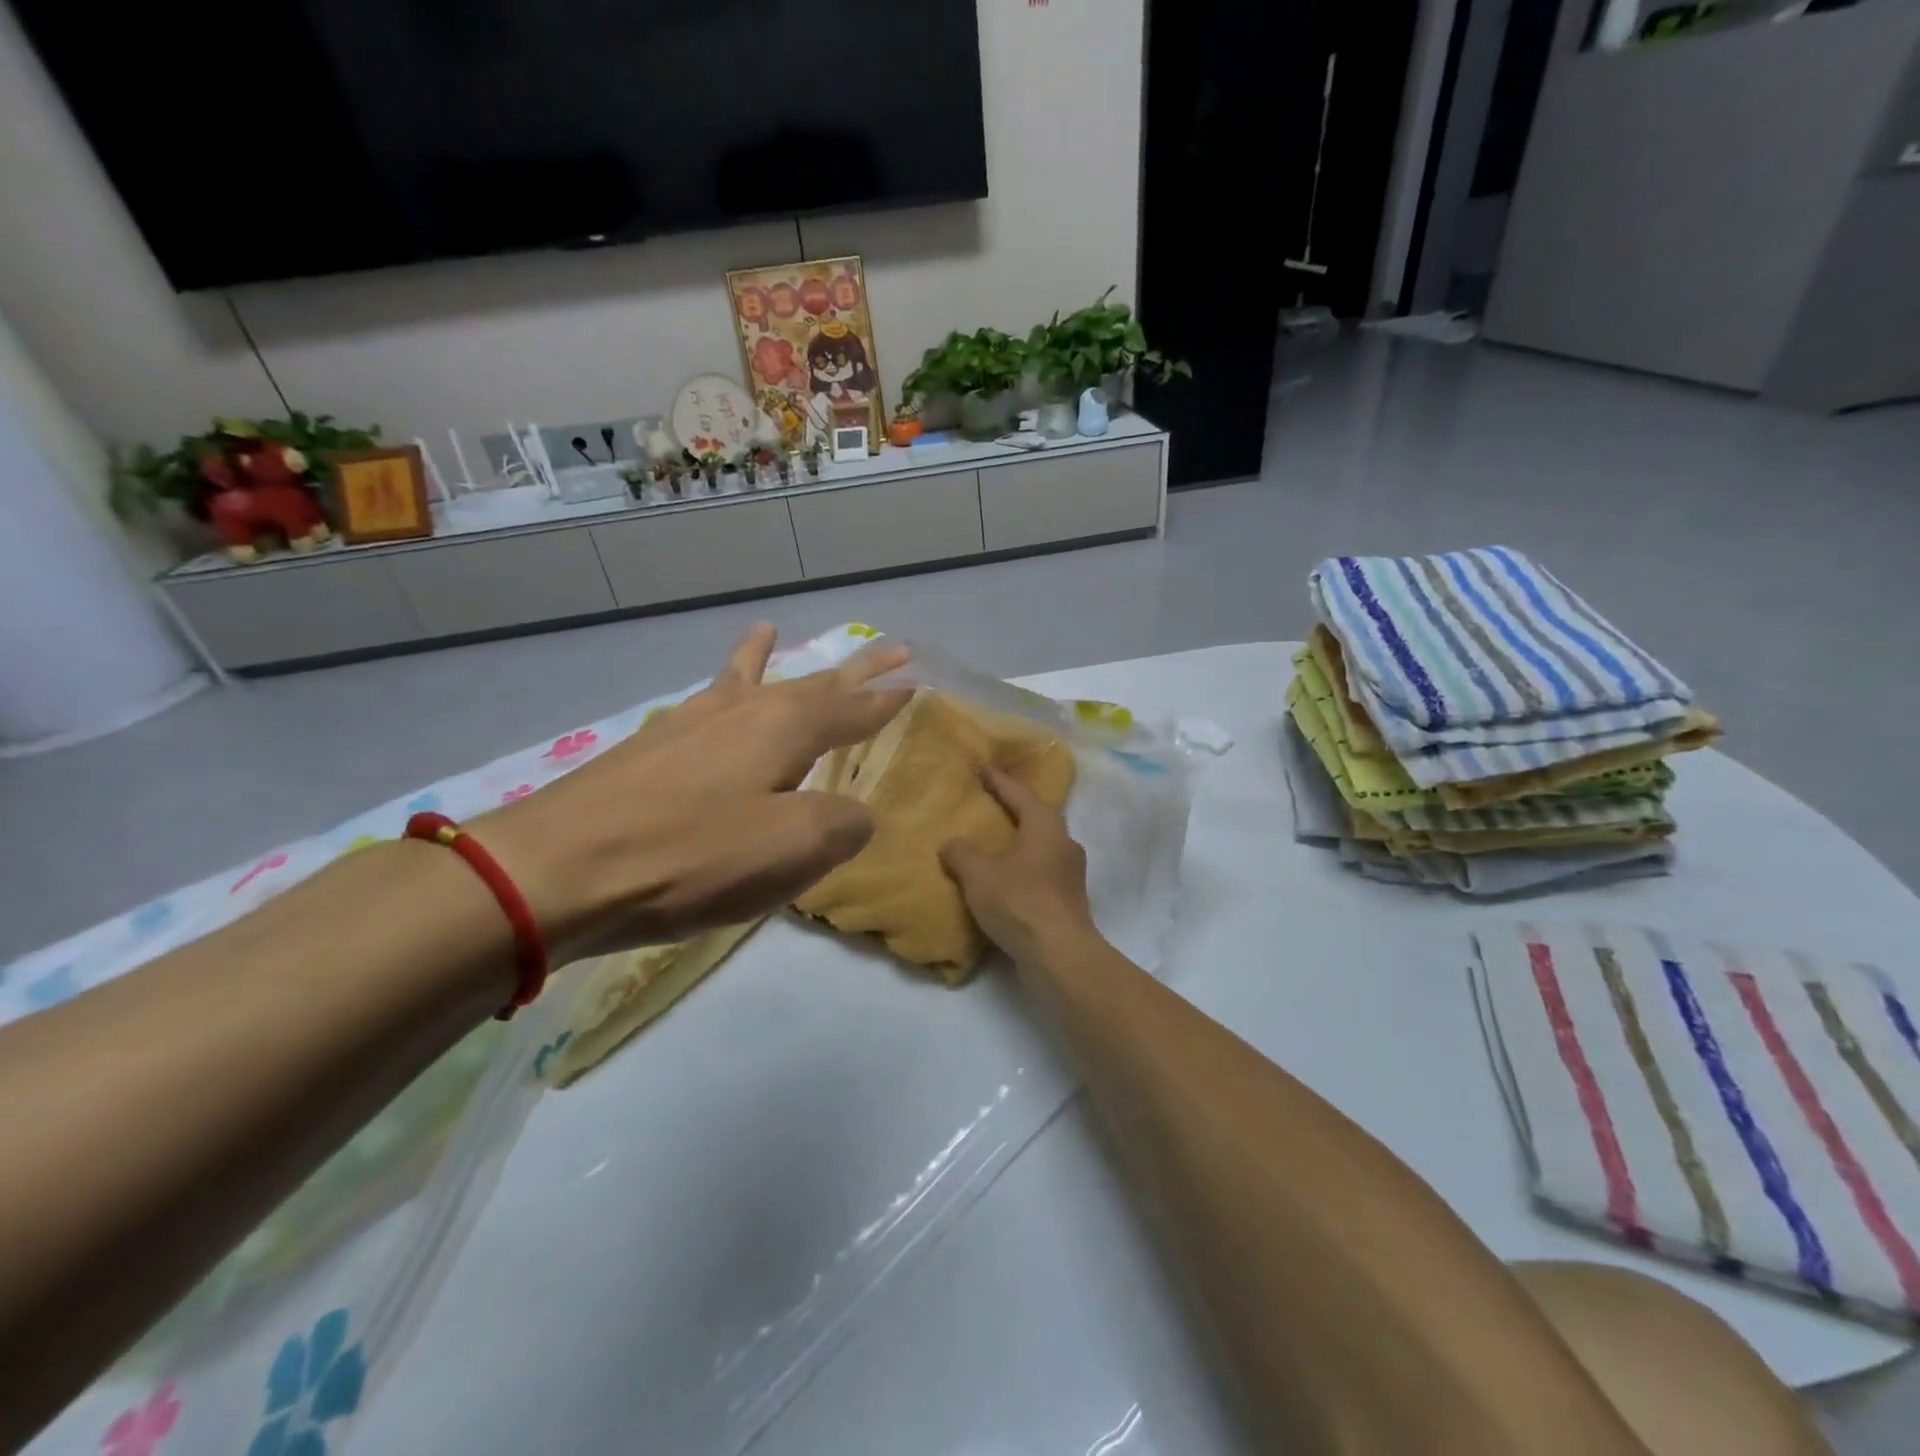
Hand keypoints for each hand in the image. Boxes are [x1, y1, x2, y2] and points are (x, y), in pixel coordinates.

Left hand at [476, 624, 912, 961]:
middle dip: (853, 669)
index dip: (887, 699)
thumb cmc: (690, 856)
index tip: (916, 681)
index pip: (853, 708)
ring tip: (769, 629)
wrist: (559, 868)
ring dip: (768, 658)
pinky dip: (717, 687)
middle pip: (811, 682)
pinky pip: (703, 702)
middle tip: (890, 647)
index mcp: (784, 729)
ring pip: (745, 679)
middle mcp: (743, 712)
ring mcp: (691, 724)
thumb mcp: (791, 848)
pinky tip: (712, 693)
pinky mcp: (651, 748)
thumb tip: (853, 814)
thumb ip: (841, 825)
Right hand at [939, 767, 1097, 968]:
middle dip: (1014, 809)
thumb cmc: (1019, 902)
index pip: (1020, 793)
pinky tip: (1006, 879)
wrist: (1059, 955)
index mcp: (1045, 826)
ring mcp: (1071, 873)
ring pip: (1041, 847)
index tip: (983, 769)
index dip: (999, 781)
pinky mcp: (1069, 900)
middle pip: (1037, 817)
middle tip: (990, 803)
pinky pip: (1042, 872)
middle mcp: (1064, 842)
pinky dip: (1023, 869)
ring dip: (1020, 842)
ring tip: (994, 843)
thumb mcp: (979, 875)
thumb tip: (950, 844)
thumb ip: (961, 854)